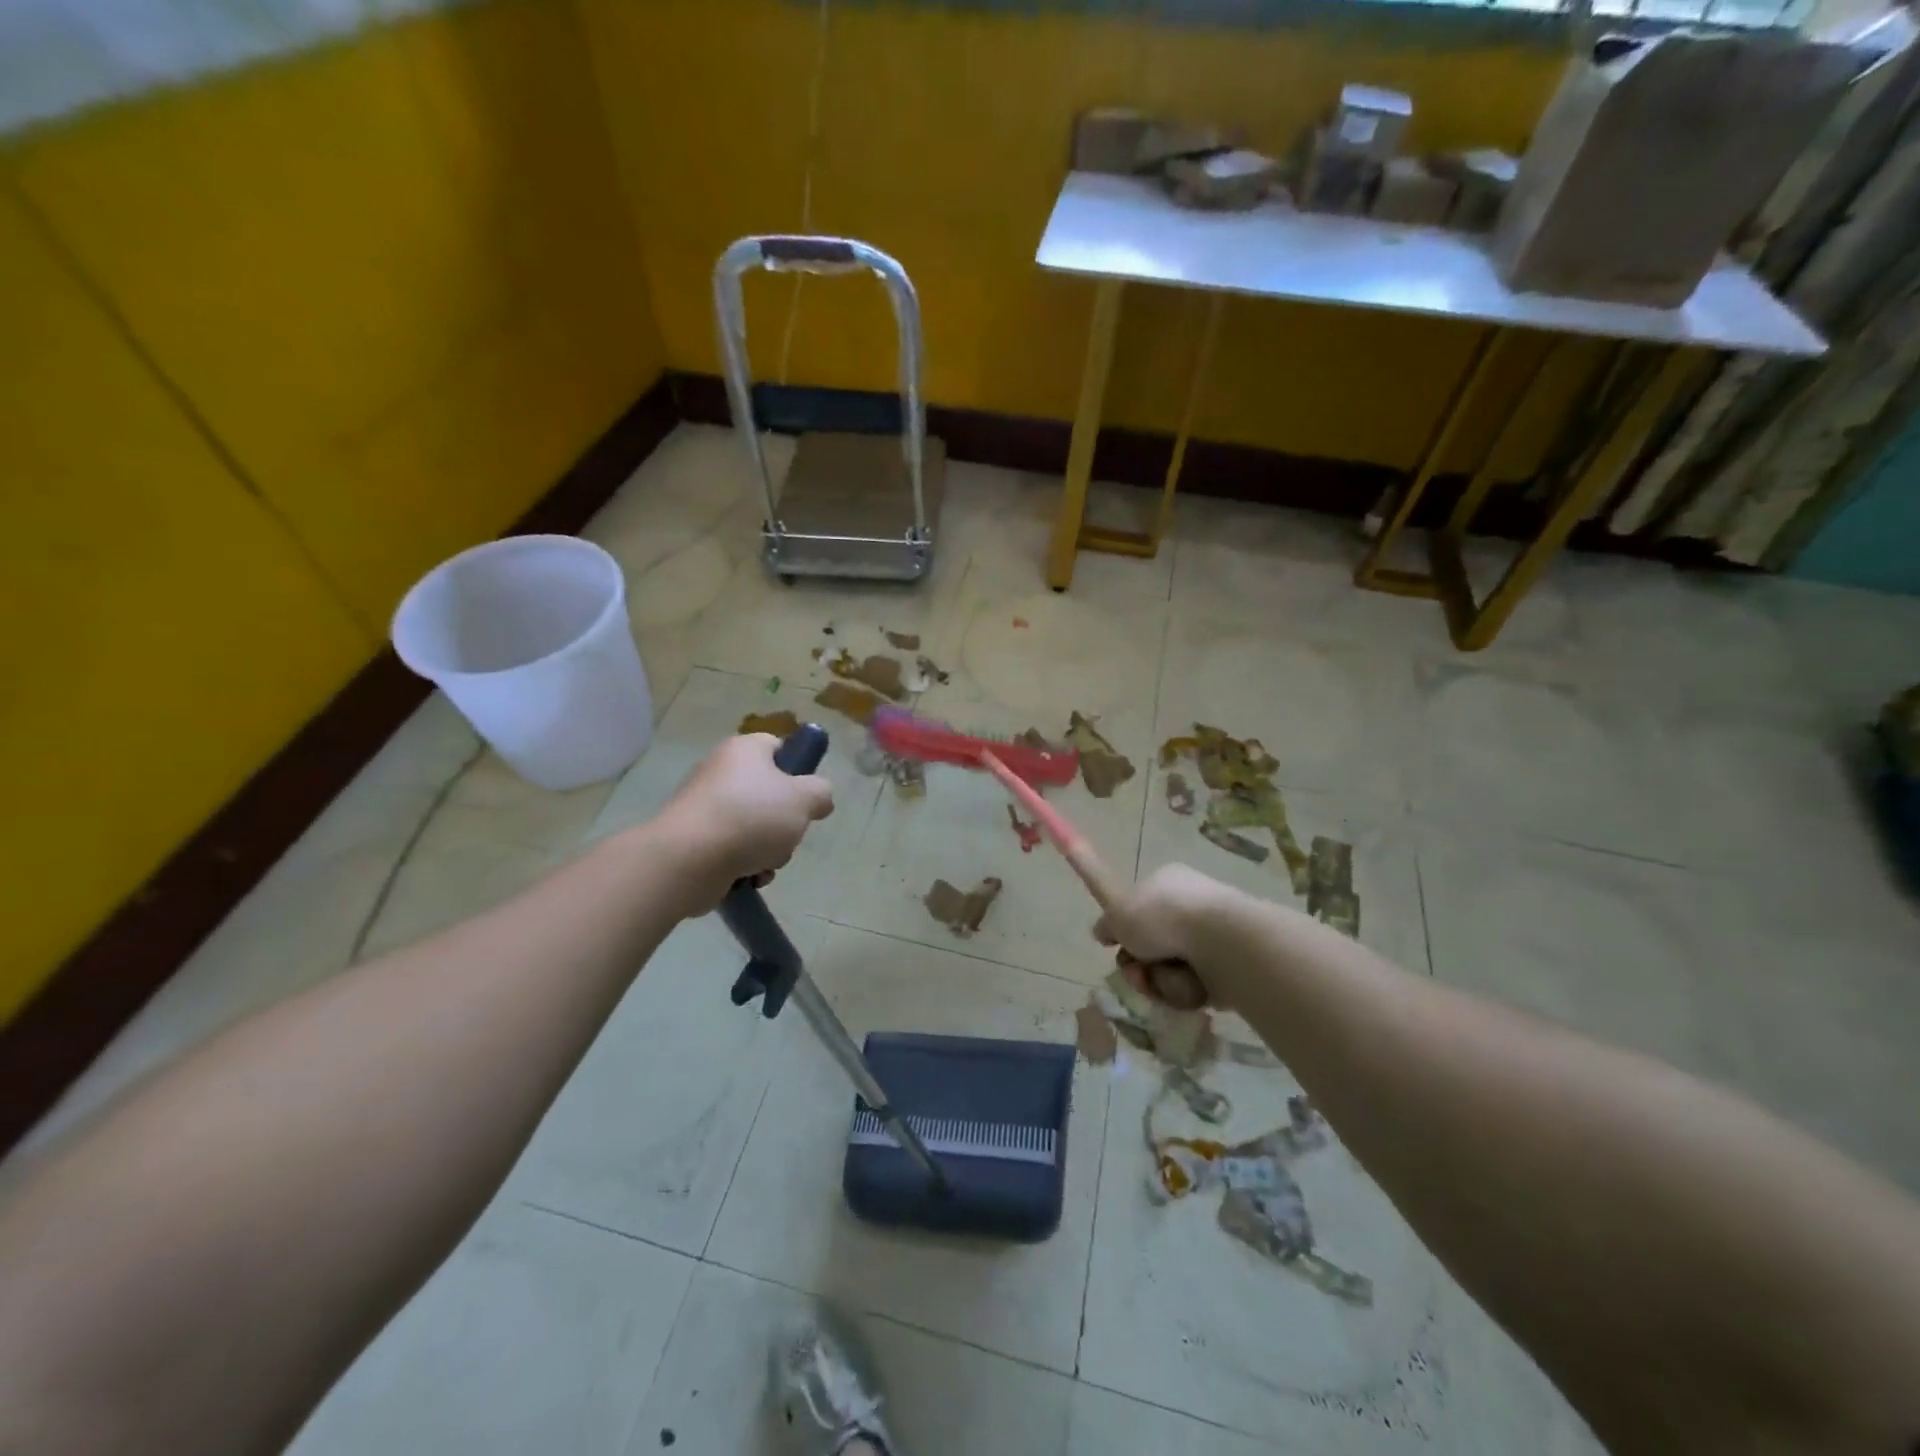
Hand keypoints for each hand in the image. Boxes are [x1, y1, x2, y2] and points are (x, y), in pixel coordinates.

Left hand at [655, 734, 833, 904]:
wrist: (689, 859)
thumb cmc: (751, 817)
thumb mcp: (804, 799)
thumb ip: (820, 793)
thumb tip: (818, 798)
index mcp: (745, 750)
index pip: (778, 747)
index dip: (797, 770)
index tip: (806, 796)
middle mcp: (721, 771)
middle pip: (769, 794)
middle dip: (785, 822)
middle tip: (788, 834)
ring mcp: (704, 806)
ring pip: (754, 826)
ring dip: (769, 849)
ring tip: (765, 863)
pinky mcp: (694, 839)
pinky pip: (732, 849)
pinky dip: (745, 865)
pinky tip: (749, 878)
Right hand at [1092, 864, 1234, 1009]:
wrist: (1221, 942)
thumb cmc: (1165, 917)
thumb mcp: (1117, 911)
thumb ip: (1105, 921)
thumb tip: (1102, 931)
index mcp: (1165, 883)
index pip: (1136, 906)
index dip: (1123, 930)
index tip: (1113, 944)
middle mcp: (1188, 907)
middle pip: (1149, 944)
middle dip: (1137, 964)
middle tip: (1135, 973)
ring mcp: (1208, 938)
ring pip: (1167, 969)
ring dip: (1158, 981)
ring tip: (1163, 982)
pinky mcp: (1225, 967)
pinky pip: (1191, 986)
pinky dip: (1183, 991)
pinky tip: (1188, 988)